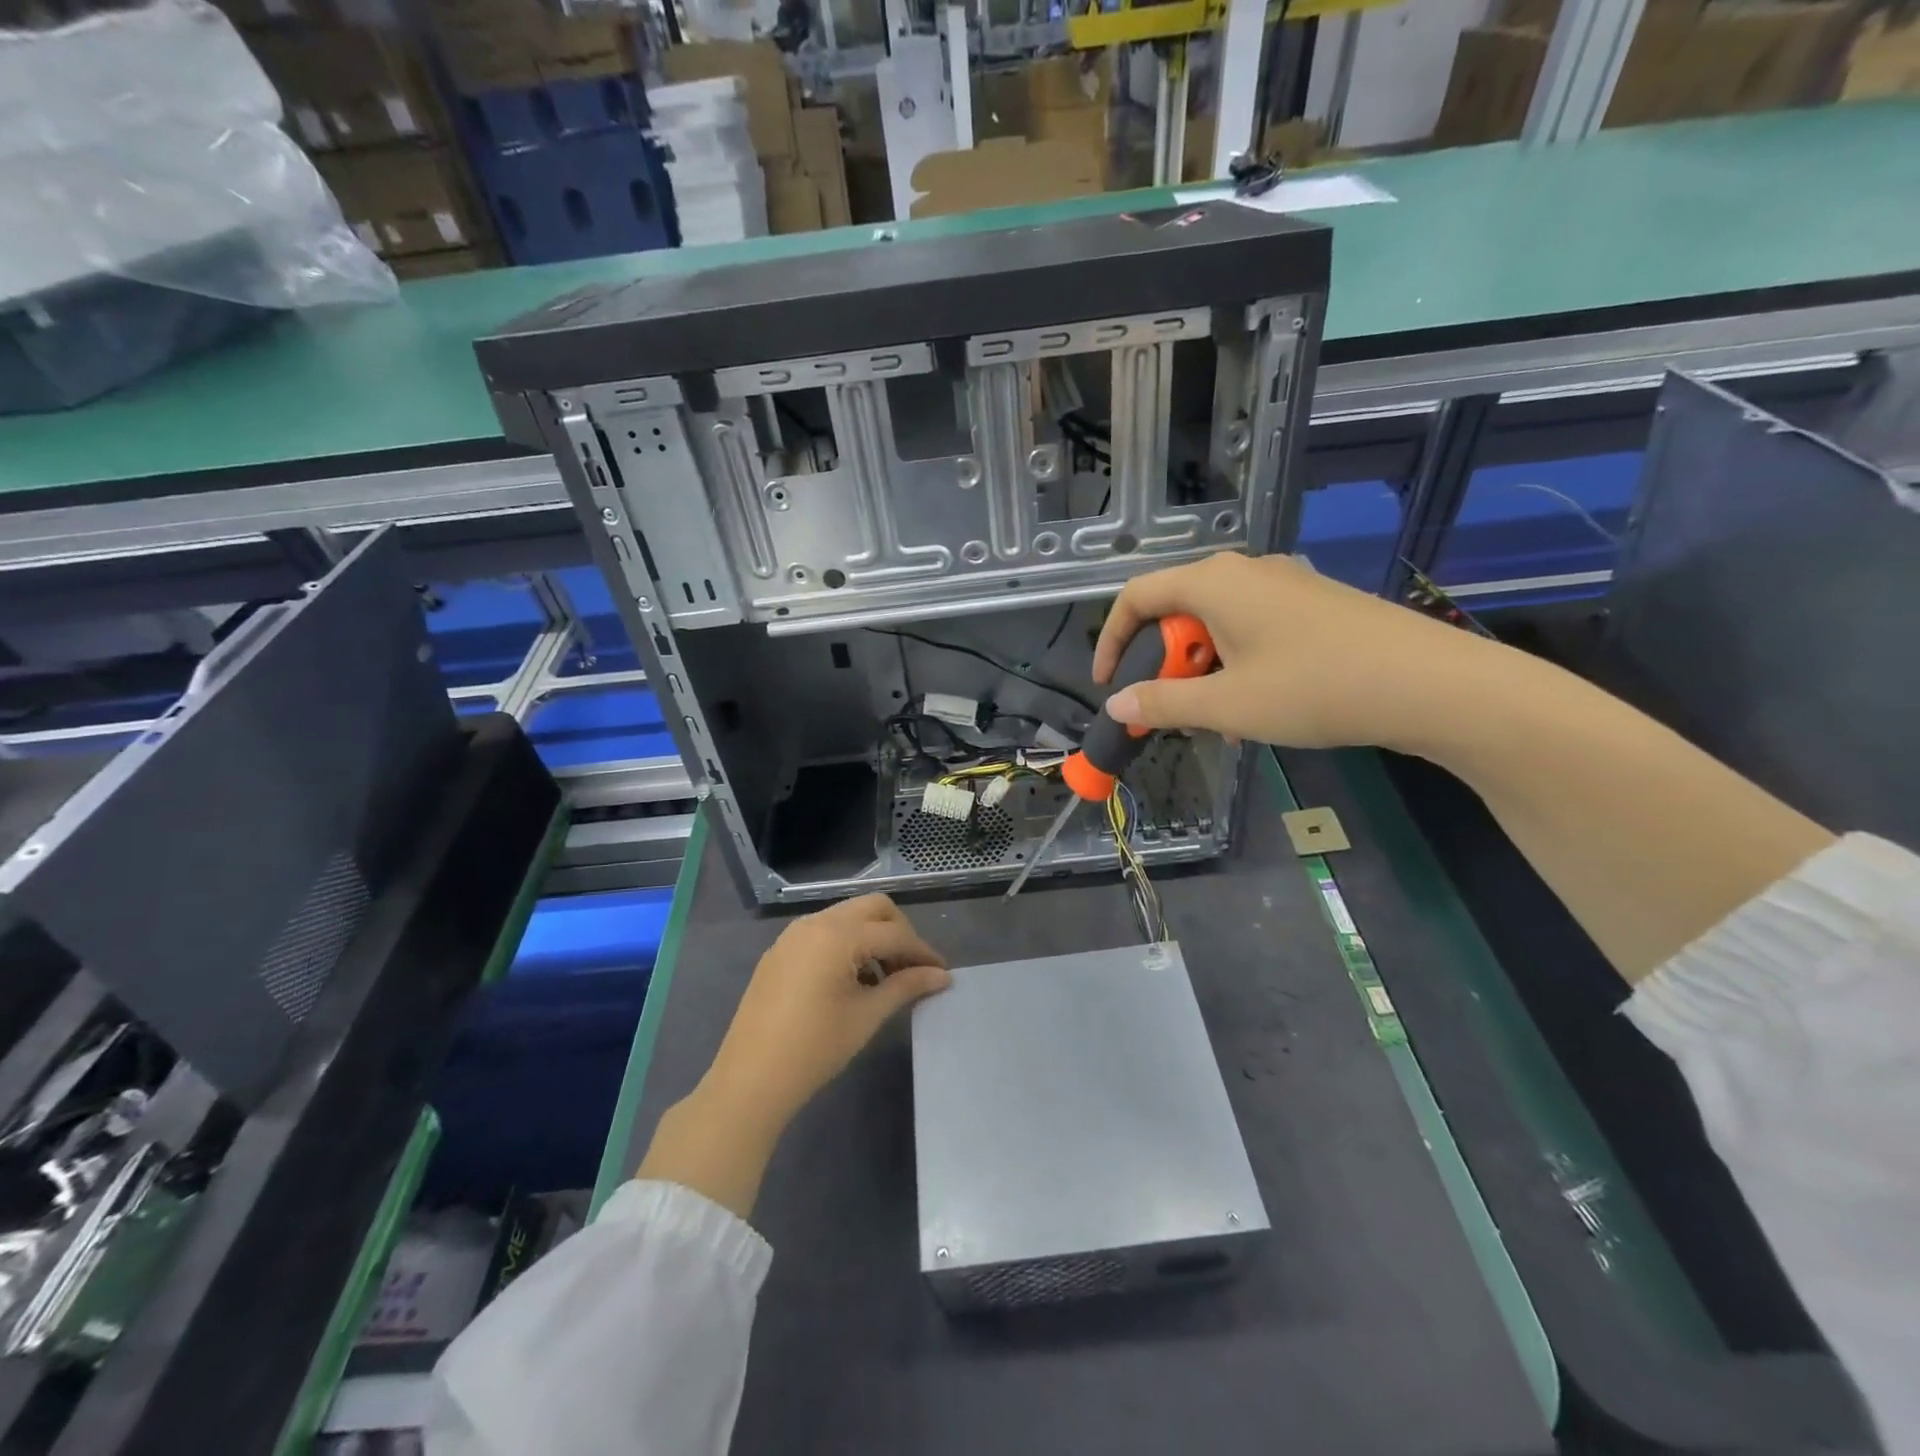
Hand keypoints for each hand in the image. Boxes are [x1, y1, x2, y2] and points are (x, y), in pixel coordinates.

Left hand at [639, 895, 947, 1218]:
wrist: (750, 1079)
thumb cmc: (814, 1048)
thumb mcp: (867, 1016)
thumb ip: (906, 986)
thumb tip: (941, 976)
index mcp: (838, 934)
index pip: (894, 934)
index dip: (922, 952)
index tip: (942, 974)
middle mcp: (815, 922)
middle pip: (872, 908)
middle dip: (899, 931)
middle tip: (913, 967)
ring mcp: (793, 934)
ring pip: (847, 916)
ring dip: (872, 936)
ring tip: (885, 977)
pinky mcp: (780, 951)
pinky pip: (824, 931)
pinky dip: (847, 943)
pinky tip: (852, 980)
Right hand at [1092, 552, 1481, 749]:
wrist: (1432, 684)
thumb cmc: (1315, 688)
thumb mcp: (1227, 706)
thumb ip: (1163, 703)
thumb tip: (1117, 705)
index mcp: (1213, 583)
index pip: (1136, 597)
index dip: (1111, 640)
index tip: (1108, 685)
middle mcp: (1245, 571)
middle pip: (1177, 610)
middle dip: (1162, 663)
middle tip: (1169, 710)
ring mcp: (1285, 584)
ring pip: (1217, 624)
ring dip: (1201, 670)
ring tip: (1216, 720)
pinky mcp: (1315, 603)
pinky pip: (1253, 628)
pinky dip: (1235, 664)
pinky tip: (1257, 707)